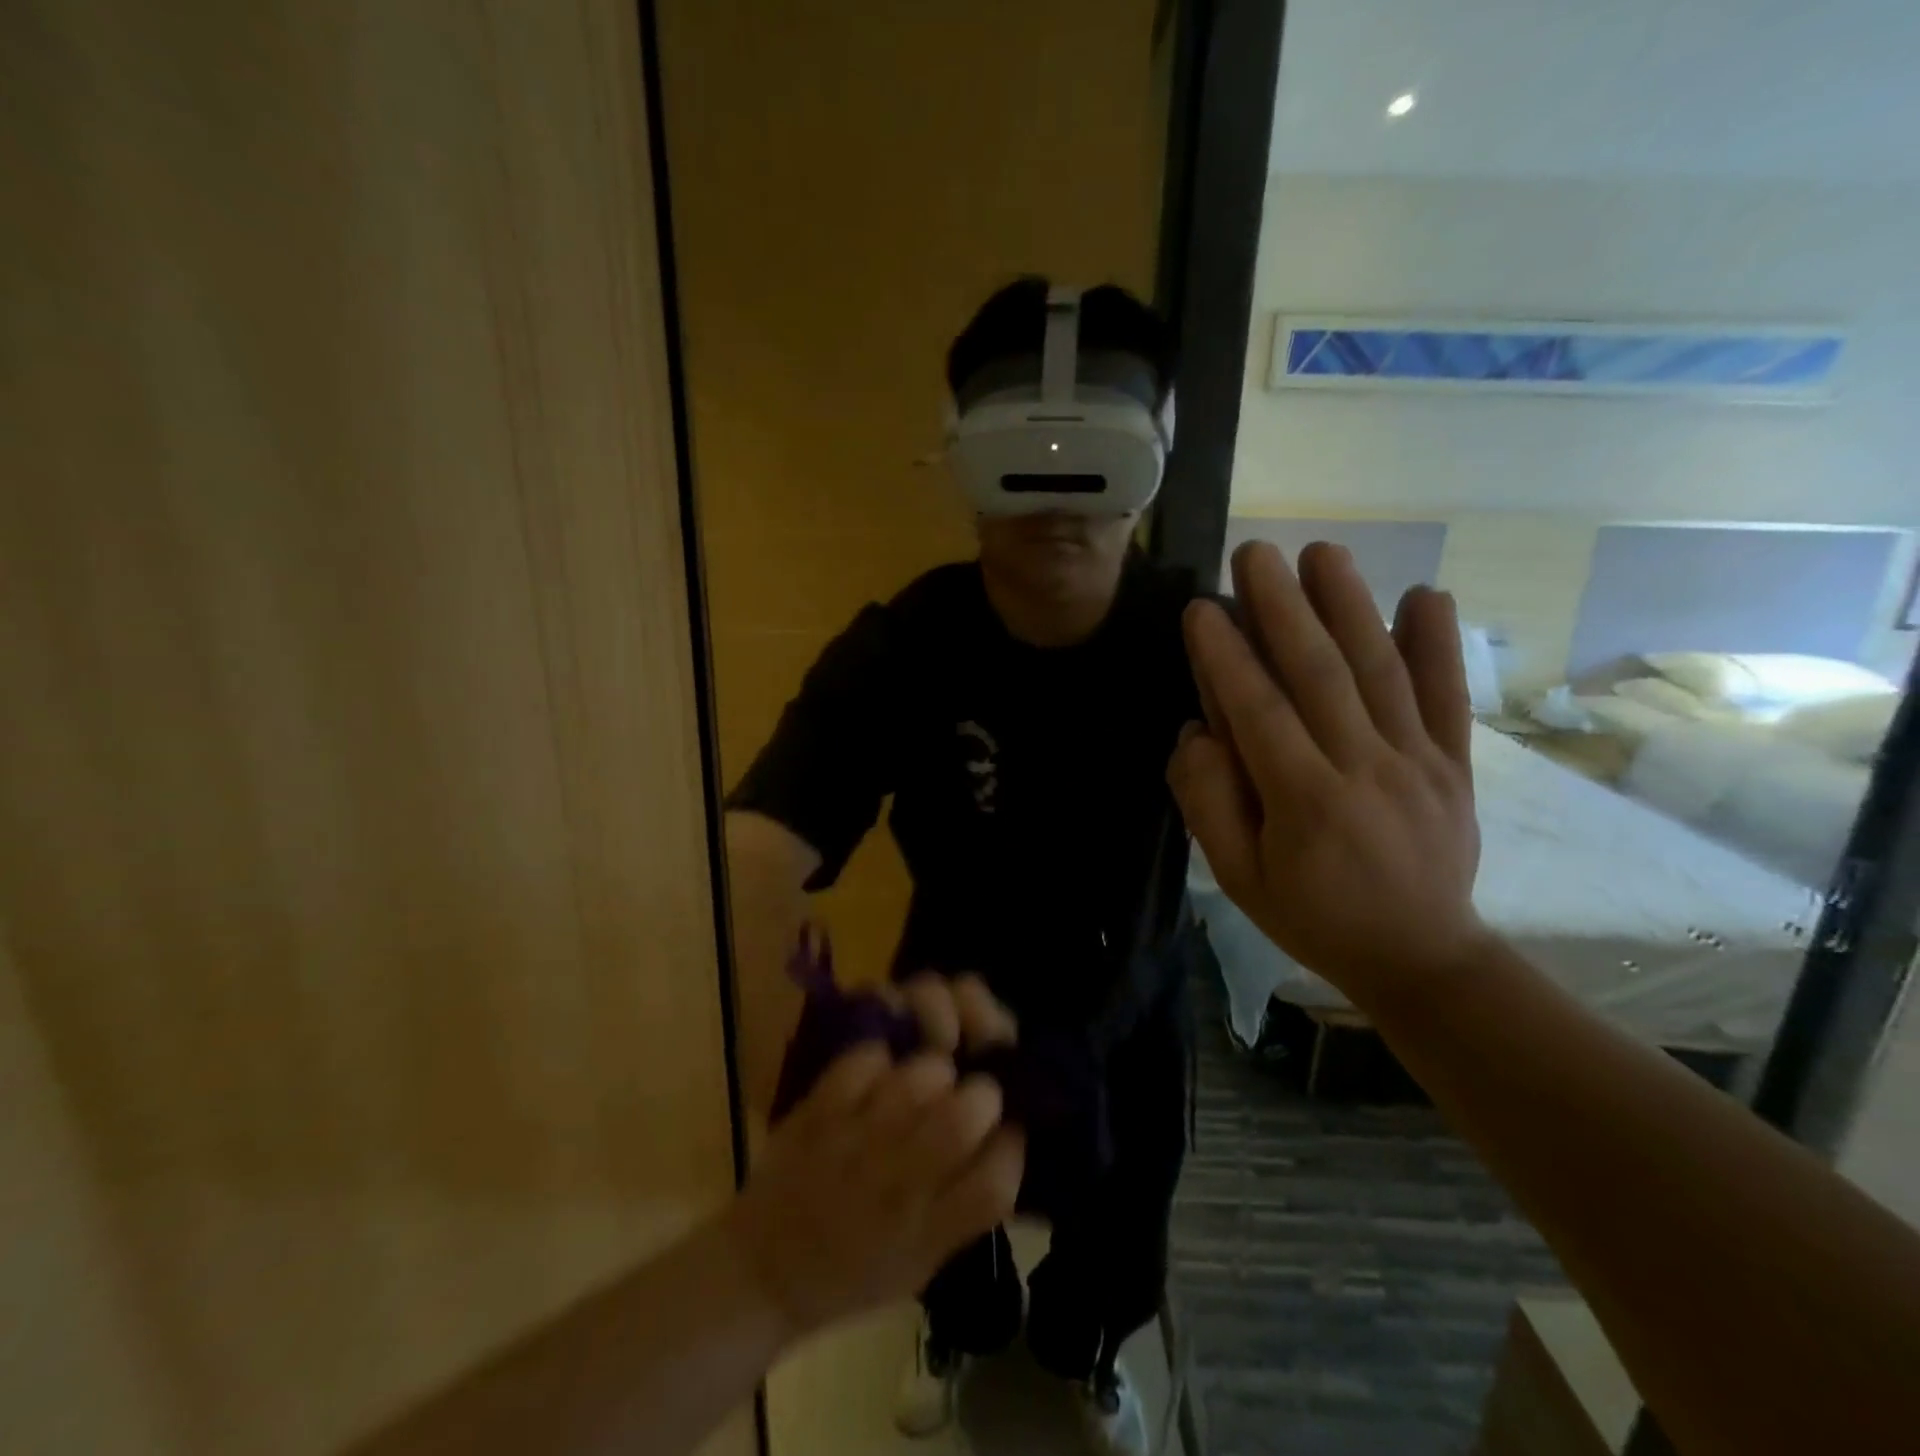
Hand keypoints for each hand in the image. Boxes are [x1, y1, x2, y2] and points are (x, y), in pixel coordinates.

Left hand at [721, 974, 1023, 1338]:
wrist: (765, 1271)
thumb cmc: (852, 1274)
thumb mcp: (921, 1265)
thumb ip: (965, 1208)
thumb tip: (1006, 1143)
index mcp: (925, 1234)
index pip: (995, 1183)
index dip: (1011, 1147)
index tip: (1009, 1131)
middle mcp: (895, 1187)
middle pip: (961, 1117)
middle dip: (981, 1094)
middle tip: (973, 1093)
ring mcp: (854, 1142)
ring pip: (917, 1078)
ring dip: (934, 1070)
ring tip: (931, 1078)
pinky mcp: (820, 1110)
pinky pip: (865, 1061)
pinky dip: (880, 1059)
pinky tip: (882, 1074)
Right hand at [1168, 541, 1486, 1010]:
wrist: (1422, 957)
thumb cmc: (1313, 917)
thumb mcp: (1239, 878)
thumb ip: (1210, 803)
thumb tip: (1197, 731)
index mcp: (1305, 802)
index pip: (1259, 712)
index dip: (1227, 656)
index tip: (1201, 607)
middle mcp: (1366, 769)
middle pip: (1321, 674)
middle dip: (1283, 607)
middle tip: (1254, 553)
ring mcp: (1419, 762)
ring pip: (1381, 671)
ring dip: (1350, 605)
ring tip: (1321, 552)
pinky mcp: (1455, 763)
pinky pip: (1448, 697)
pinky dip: (1439, 644)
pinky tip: (1427, 594)